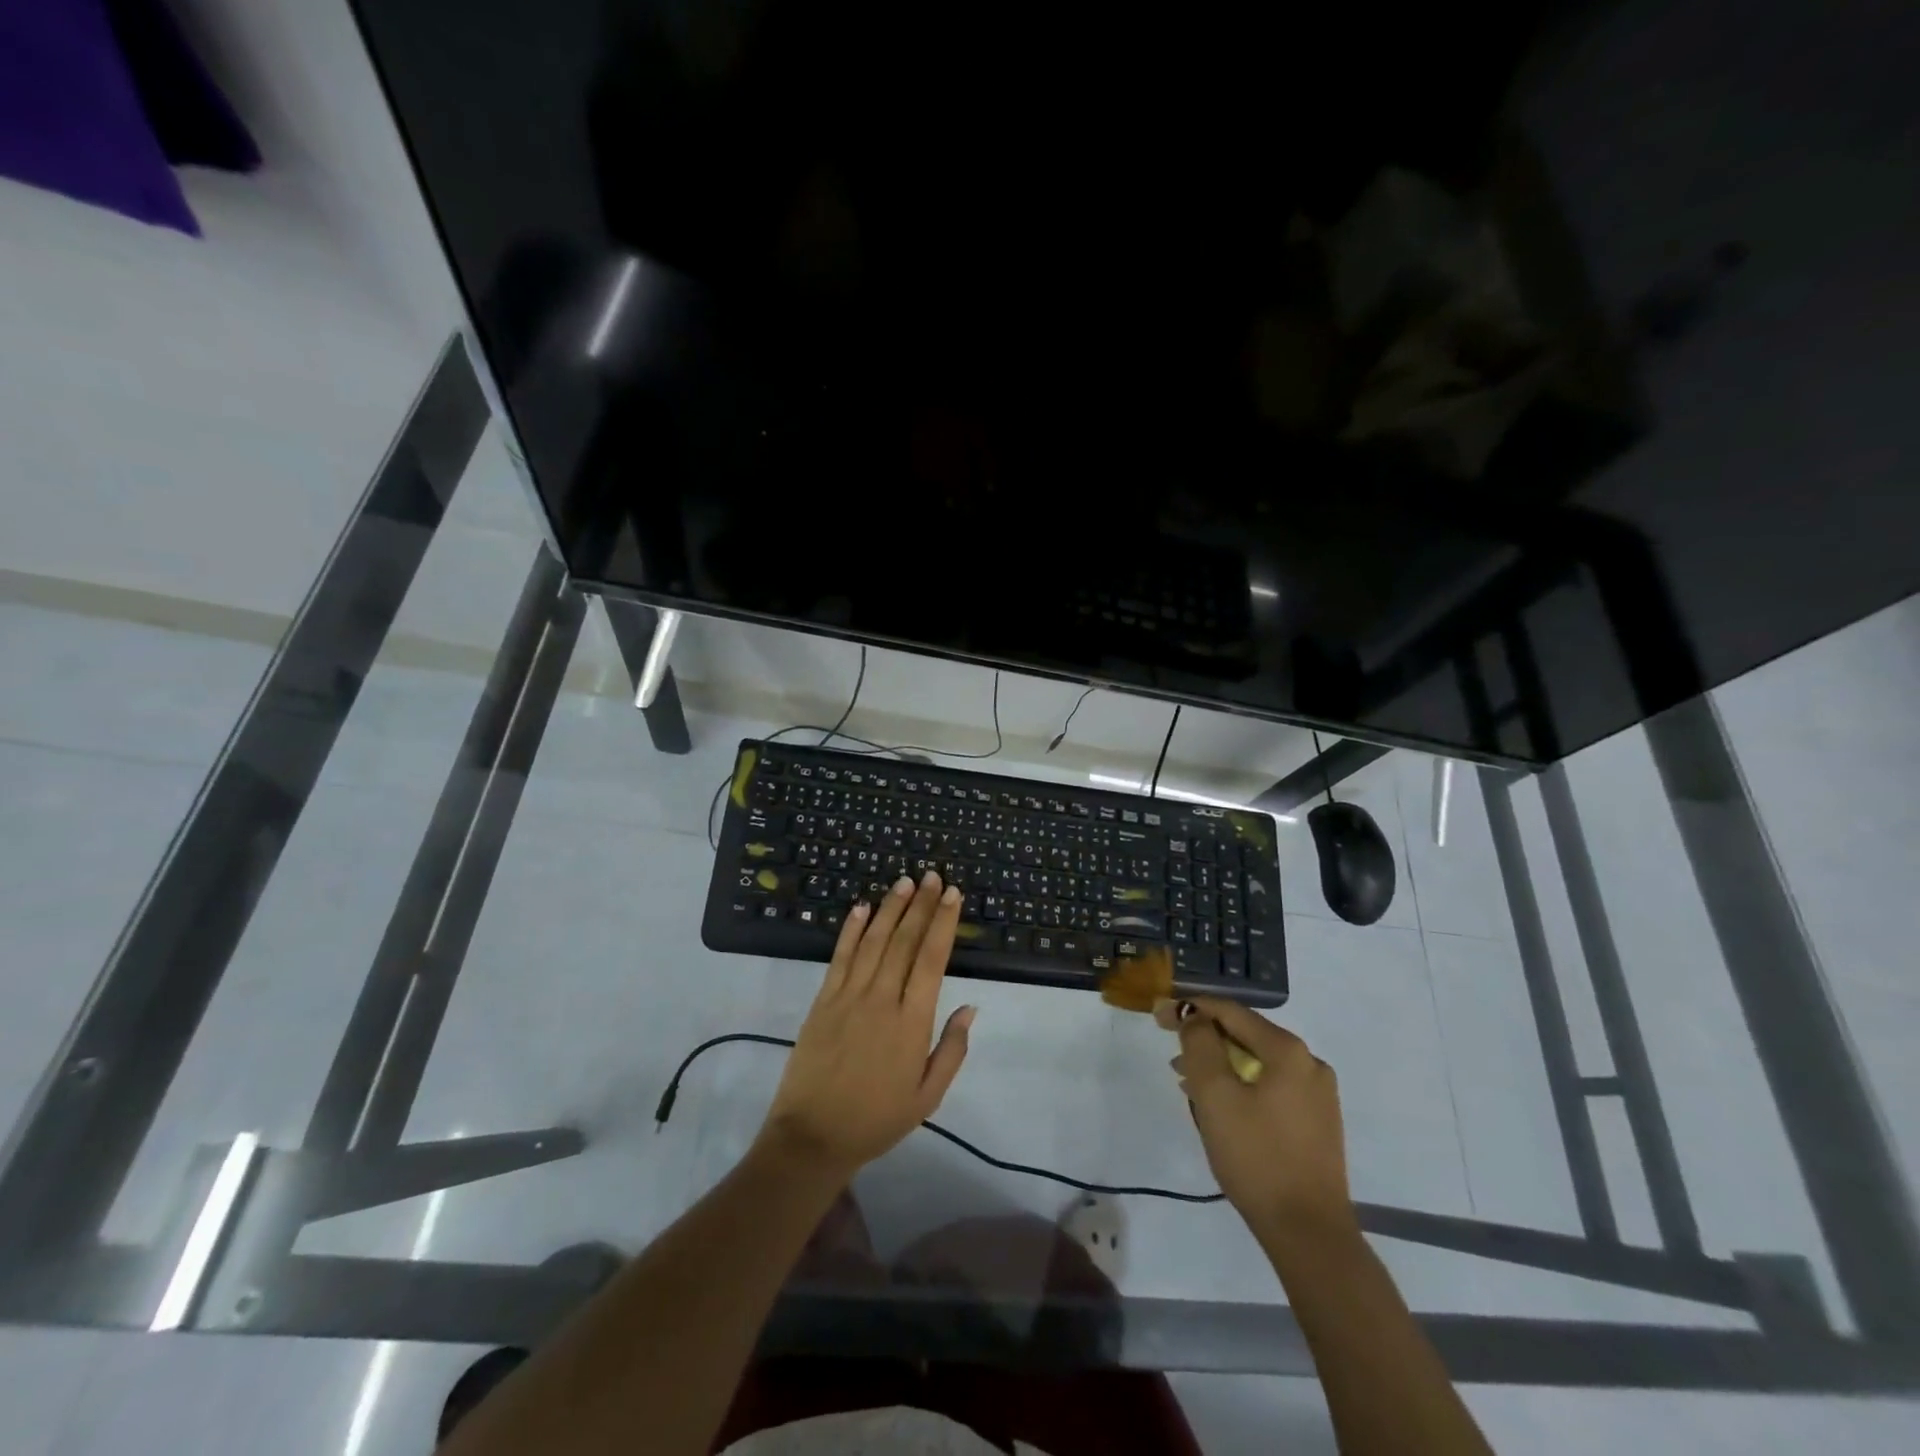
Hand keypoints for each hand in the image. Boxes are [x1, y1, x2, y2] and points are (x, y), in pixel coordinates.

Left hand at [757, 872, 975, 1184]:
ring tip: (904, 882)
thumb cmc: (876, 1119)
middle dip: (921, 905)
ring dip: (890, 908)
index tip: (953, 895)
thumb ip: (951, 1049)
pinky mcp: (823, 1000)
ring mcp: (848, 996)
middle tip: (933, 876)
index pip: (931, 959)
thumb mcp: (927, 1096)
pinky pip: (840, 957)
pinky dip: (852, 930)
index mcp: (911, 1022)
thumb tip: (970, 1007)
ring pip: (874, 941)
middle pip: (904, 942)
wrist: (812, 1137)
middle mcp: (881, 999)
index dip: (943, 923)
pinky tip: (862, 907)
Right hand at [1161, 996, 1356, 1258]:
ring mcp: (1318, 1094)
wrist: (1309, 1233)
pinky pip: (1271, 1086)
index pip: (1231, 1011)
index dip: (1191, 1008)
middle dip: (1206, 1039)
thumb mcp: (1215, 1095)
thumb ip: (1200, 1044)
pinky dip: (1241, 1085)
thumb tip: (1195, 1017)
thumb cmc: (1256, 1156)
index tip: (1158, 1015)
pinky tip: (1220, 1105)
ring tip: (1187, 1082)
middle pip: (1246, 1035)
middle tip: (1171, 1052)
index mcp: (1288, 1051)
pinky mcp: (1317, 1122)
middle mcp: (1310, 1063)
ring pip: (1258, 1063)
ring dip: (1221, 1065)